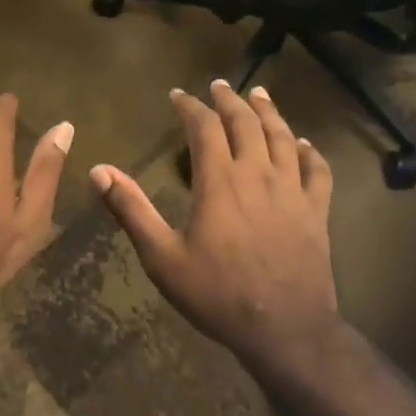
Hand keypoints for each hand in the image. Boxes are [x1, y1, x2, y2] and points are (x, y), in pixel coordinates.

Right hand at [89, 81, 338, 366]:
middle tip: (218, 85)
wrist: (285, 330)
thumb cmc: (217, 294)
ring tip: (259, 94)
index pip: (204, 128)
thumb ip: (131, 210)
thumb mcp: (162, 257)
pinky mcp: (317, 211)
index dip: (190, 107)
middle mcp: (258, 174)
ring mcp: (292, 191)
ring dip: (269, 112)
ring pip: (283, 138)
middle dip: (229, 100)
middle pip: (246, 123)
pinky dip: (310, 152)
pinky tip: (303, 144)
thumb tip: (98, 170)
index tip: (178, 95)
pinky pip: (317, 171)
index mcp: (220, 181)